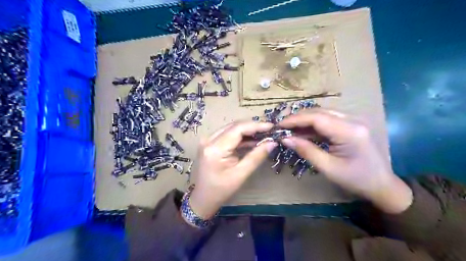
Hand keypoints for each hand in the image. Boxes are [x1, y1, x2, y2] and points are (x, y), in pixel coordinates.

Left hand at [188, 122, 275, 218]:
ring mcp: (208, 140)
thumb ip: (257, 156)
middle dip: (253, 127)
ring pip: (231, 129)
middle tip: (270, 131)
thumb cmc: (221, 190)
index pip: (238, 129)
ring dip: (247, 131)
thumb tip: (272, 142)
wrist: (203, 198)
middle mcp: (209, 140)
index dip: (256, 126)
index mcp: (215, 149)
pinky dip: (240, 137)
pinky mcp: (210, 143)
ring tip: (264, 135)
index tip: (271, 126)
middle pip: (234, 126)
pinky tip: (252, 141)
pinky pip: (228, 135)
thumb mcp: (241, 174)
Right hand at [278, 109, 412, 212]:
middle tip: (282, 127)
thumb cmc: (355, 179)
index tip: (279, 125)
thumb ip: (306, 150)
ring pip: (323, 114)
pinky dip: (314, 125)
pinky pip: (329, 120)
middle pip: (319, 112)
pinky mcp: (352, 124)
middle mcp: (353, 120)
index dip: (295, 119)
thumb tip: (285, 139)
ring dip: (305, 121)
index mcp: (349, 131)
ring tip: (290, 129)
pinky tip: (304, 132)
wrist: (382, 184)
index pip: (316, 118)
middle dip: (298, 118)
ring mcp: (354, 120)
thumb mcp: (328, 167)